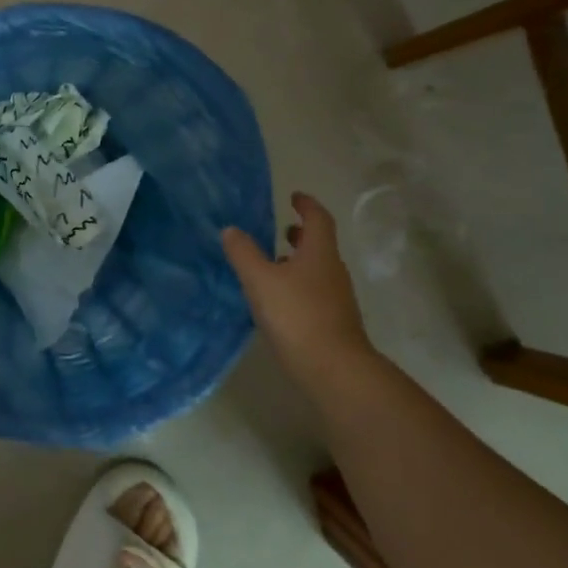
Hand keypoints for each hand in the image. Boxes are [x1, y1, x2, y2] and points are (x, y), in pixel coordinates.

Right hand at [222, 193, 376, 386]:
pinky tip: (278, 300)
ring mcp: (336, 299)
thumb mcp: (260, 280)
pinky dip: (298, 286)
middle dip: (302, 235)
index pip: (318, 219)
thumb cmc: (297, 316)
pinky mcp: (333, 323)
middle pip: (320, 245)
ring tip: (273, 264)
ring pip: (317, 270)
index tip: (294, 196)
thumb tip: (231, 230)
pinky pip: (314, 293)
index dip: (306, 205)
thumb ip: (244, 253)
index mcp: (319, 253)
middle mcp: (332, 271)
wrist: (334, 371)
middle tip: (283, 229)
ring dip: (298, 262)